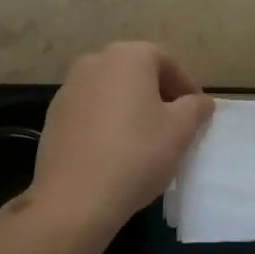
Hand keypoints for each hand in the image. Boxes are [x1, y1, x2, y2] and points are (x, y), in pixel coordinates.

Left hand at [28, 42, 214, 231]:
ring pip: (111, 90)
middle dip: (158, 93)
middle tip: (175, 123)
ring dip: (131, 107)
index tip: (197, 112)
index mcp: (128, 56)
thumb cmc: (136, 154)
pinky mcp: (53, 115)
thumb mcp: (180, 131)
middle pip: (136, 72)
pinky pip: (90, 110)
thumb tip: (201, 101)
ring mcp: (69, 87)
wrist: (74, 197)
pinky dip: (106, 121)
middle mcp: (95, 61)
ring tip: (145, 138)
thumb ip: (195, 108)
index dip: (186, 85)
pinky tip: (115, 150)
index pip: (166, 61)